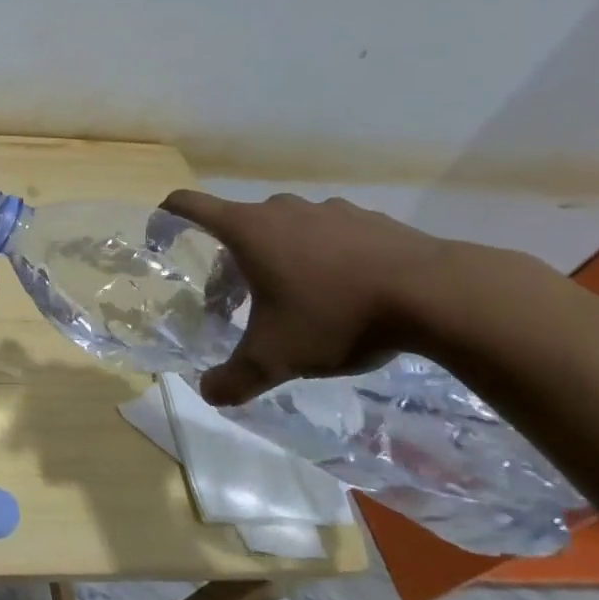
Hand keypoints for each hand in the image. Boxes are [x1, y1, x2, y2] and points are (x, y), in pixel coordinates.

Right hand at [159, 190, 455, 406]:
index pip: (189, 205)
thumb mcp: (276, 357)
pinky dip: (323, 256)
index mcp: (248, 230)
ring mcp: (329, 210)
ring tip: (296, 298)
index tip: (160, 236)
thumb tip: (209, 394)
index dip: (166, 216)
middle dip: (230, 261)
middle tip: (238, 301)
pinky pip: (329, 233)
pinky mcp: (370, 220)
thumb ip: (235, 378)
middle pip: (238, 225)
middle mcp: (282, 210)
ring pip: (285, 228)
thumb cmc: (336, 316)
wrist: (438, 295)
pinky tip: (345, 291)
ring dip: (277, 256)